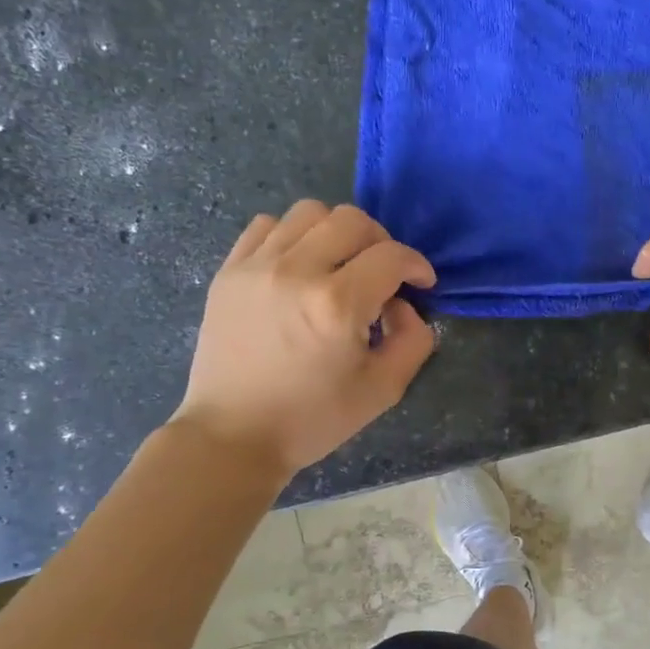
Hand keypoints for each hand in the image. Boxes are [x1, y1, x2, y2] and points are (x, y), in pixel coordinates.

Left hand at [173, 201, 436, 475]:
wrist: (233, 436)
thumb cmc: (312, 419)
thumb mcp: (383, 390)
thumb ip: (413, 340)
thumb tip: (404, 305)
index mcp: (337, 304)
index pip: (392, 256)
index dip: (416, 265)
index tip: (420, 283)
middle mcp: (297, 272)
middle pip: (353, 221)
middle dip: (381, 242)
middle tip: (383, 274)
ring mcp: (257, 267)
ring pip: (309, 212)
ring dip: (337, 232)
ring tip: (339, 265)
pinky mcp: (229, 272)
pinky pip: (267, 225)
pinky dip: (293, 236)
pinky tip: (299, 267)